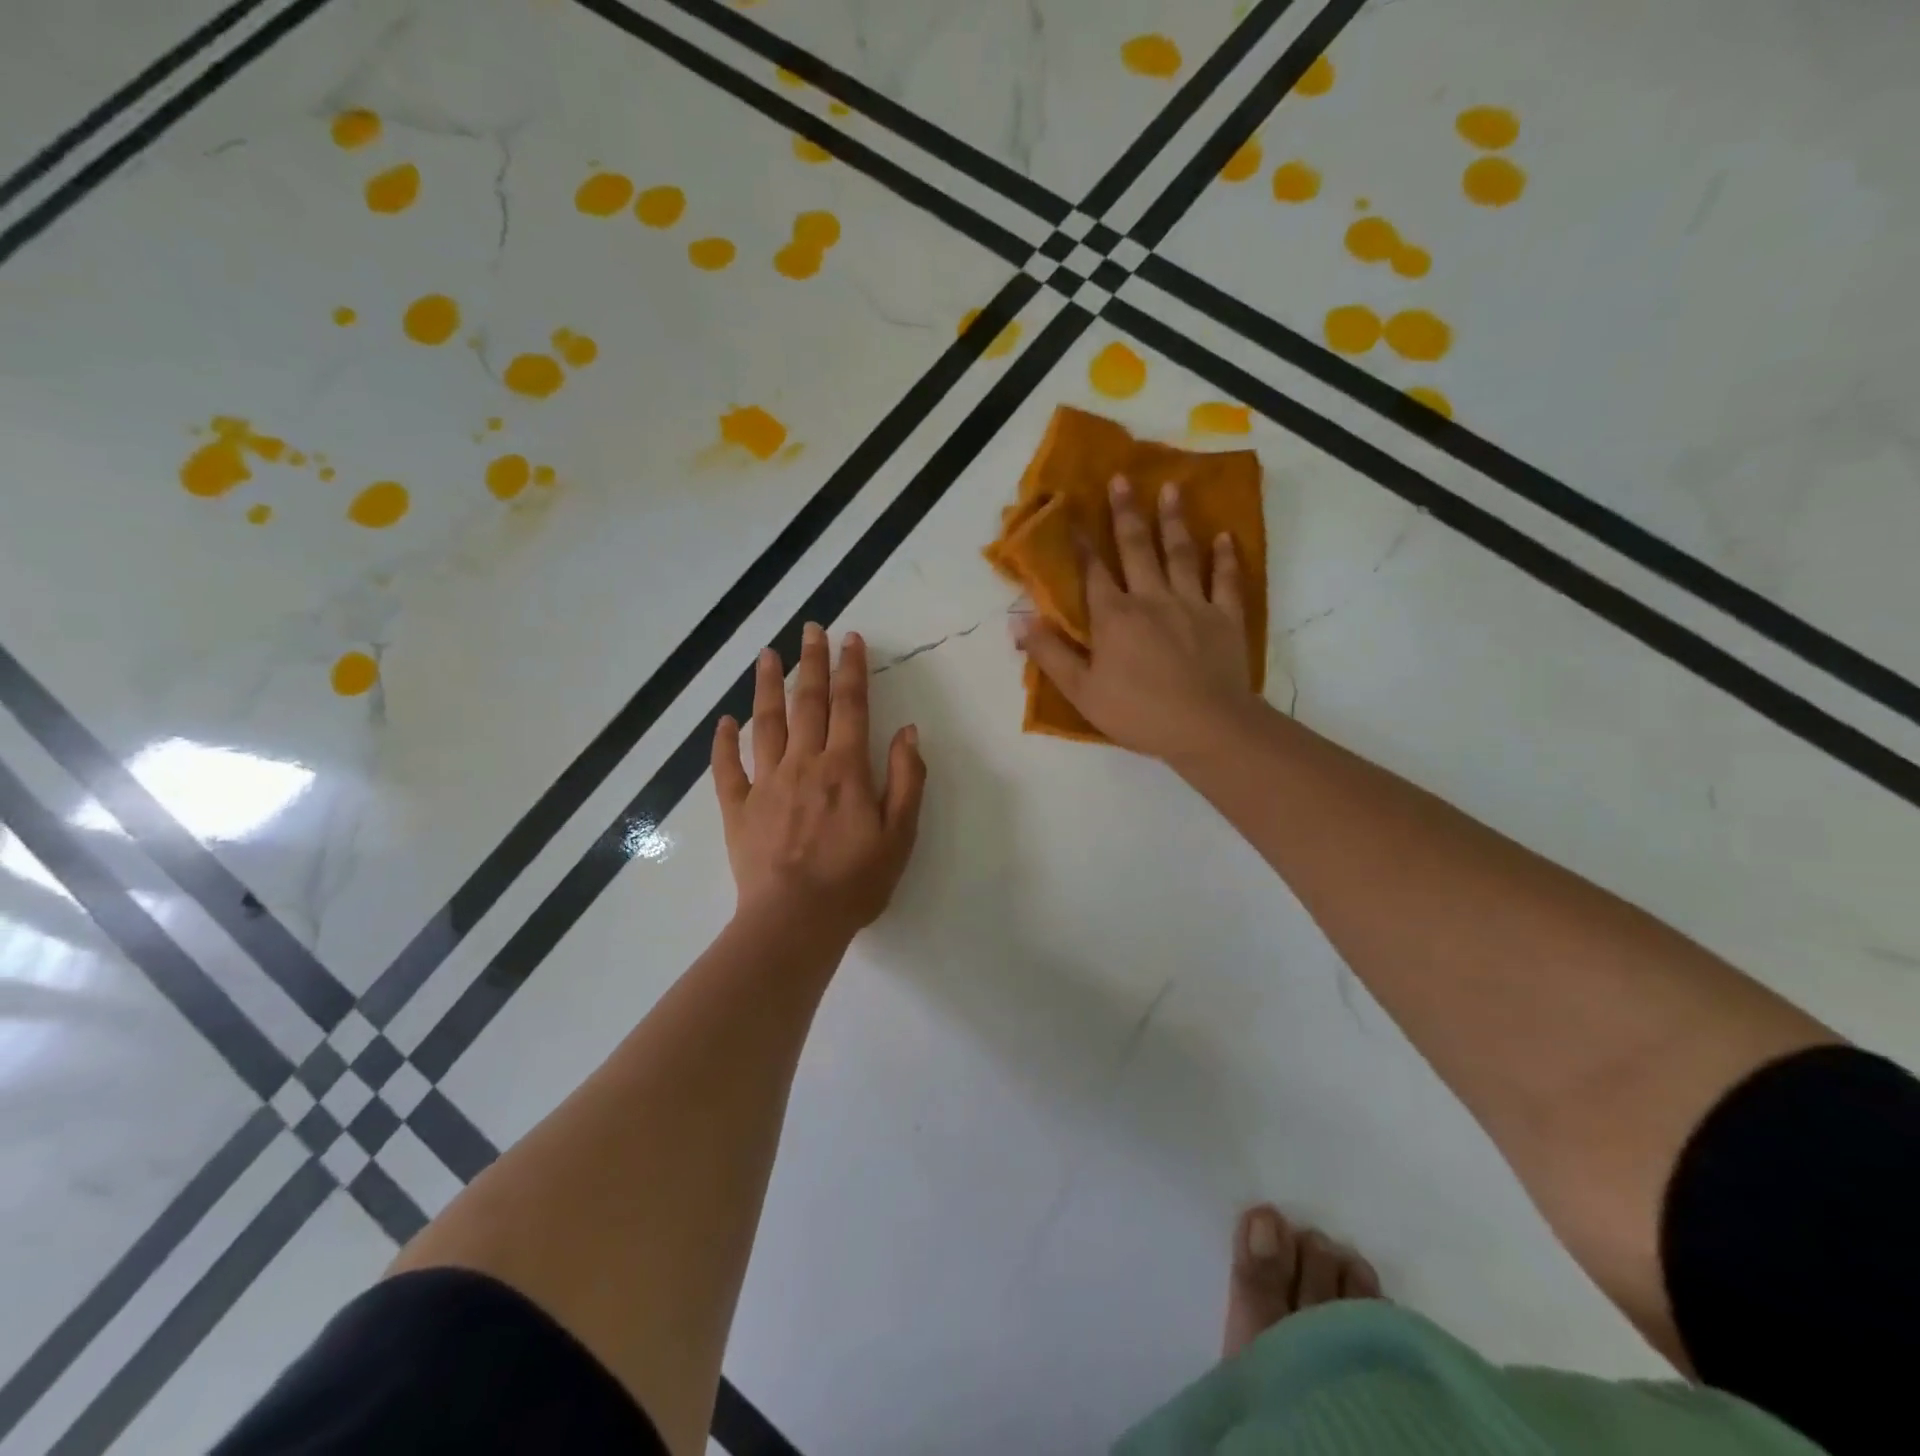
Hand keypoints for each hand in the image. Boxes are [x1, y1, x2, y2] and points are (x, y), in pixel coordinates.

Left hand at [712, 624, 926, 941]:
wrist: (795, 922)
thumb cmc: (855, 881)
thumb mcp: (900, 833)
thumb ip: (906, 778)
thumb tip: (907, 730)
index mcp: (844, 767)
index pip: (850, 705)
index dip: (851, 669)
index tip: (850, 638)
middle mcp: (803, 763)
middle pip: (807, 702)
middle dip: (811, 662)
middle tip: (810, 628)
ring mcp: (766, 784)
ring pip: (765, 723)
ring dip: (768, 686)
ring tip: (767, 655)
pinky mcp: (738, 809)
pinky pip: (727, 769)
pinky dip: (724, 743)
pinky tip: (724, 722)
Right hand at [1014, 475, 1261, 762]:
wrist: (1206, 727)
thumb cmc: (1138, 713)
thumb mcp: (1082, 691)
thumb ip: (1051, 654)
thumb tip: (1019, 622)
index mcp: (1115, 617)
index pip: (1094, 573)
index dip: (1083, 545)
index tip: (1074, 515)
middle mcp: (1152, 598)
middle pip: (1137, 548)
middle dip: (1126, 513)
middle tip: (1122, 478)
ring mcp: (1192, 604)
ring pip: (1181, 554)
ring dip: (1175, 521)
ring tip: (1172, 489)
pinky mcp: (1226, 618)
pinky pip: (1225, 581)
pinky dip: (1225, 558)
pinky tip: (1225, 537)